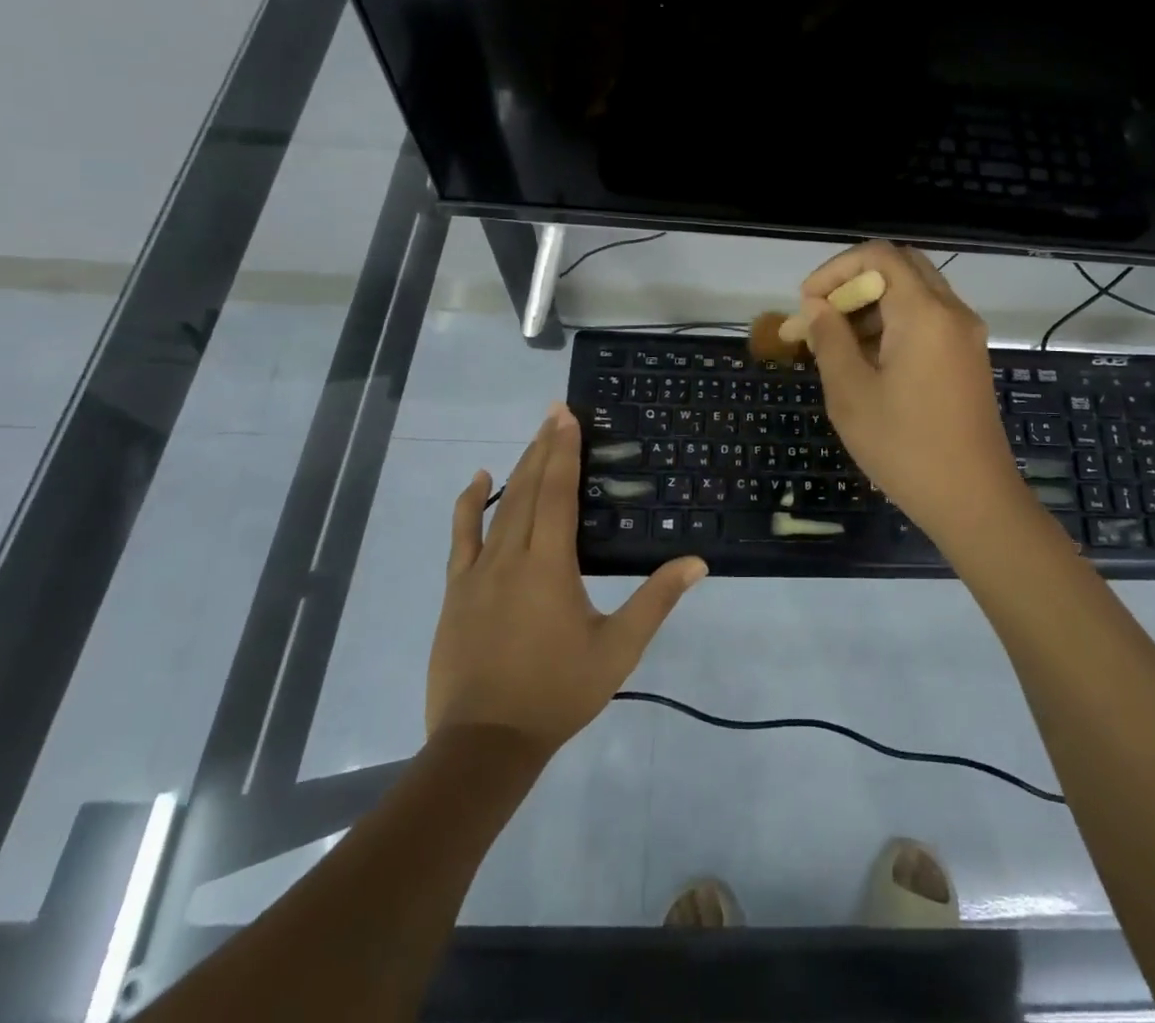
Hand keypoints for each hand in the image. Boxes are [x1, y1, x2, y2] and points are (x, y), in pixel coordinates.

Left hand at [426, 404, 706, 750]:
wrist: (485, 743)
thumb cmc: (558, 692)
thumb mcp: (618, 649)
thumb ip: (656, 601)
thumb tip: (697, 562)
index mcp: (549, 565)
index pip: (558, 493)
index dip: (564, 450)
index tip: (567, 415)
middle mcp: (511, 556)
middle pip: (529, 489)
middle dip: (544, 447)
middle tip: (555, 411)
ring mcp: (477, 572)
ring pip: (499, 507)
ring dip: (518, 468)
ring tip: (534, 438)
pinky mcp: (457, 590)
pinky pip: (461, 536)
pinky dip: (469, 504)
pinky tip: (477, 481)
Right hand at [800, 242, 1029, 543]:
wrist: (974, 500)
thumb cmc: (905, 448)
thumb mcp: (851, 394)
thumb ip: (830, 340)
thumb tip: (817, 307)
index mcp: (925, 313)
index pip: (879, 255)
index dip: (835, 269)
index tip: (807, 304)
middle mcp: (952, 312)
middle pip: (901, 268)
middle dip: (854, 284)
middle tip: (823, 318)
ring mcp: (966, 336)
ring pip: (915, 294)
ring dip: (873, 306)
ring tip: (836, 346)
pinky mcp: (968, 359)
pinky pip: (928, 321)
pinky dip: (894, 326)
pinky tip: (868, 363)